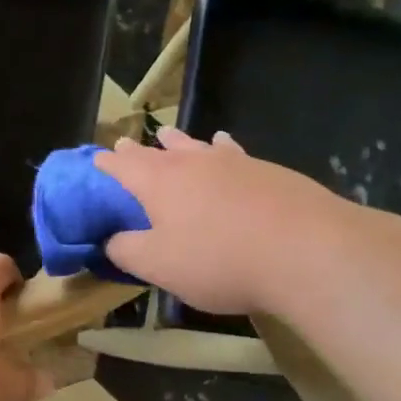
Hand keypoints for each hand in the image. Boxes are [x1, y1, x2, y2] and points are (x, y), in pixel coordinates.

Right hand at [93, 128, 345, 313]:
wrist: (304, 249)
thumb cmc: (219, 260)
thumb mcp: (159, 266)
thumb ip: (126, 251)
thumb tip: (108, 240)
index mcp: (159, 183)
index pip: (123, 167)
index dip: (107, 164)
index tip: (96, 159)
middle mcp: (192, 163)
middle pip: (157, 151)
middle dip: (138, 150)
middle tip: (125, 143)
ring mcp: (232, 162)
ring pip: (195, 146)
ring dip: (177, 141)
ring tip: (167, 134)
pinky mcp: (266, 170)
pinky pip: (231, 152)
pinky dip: (220, 147)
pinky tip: (224, 144)